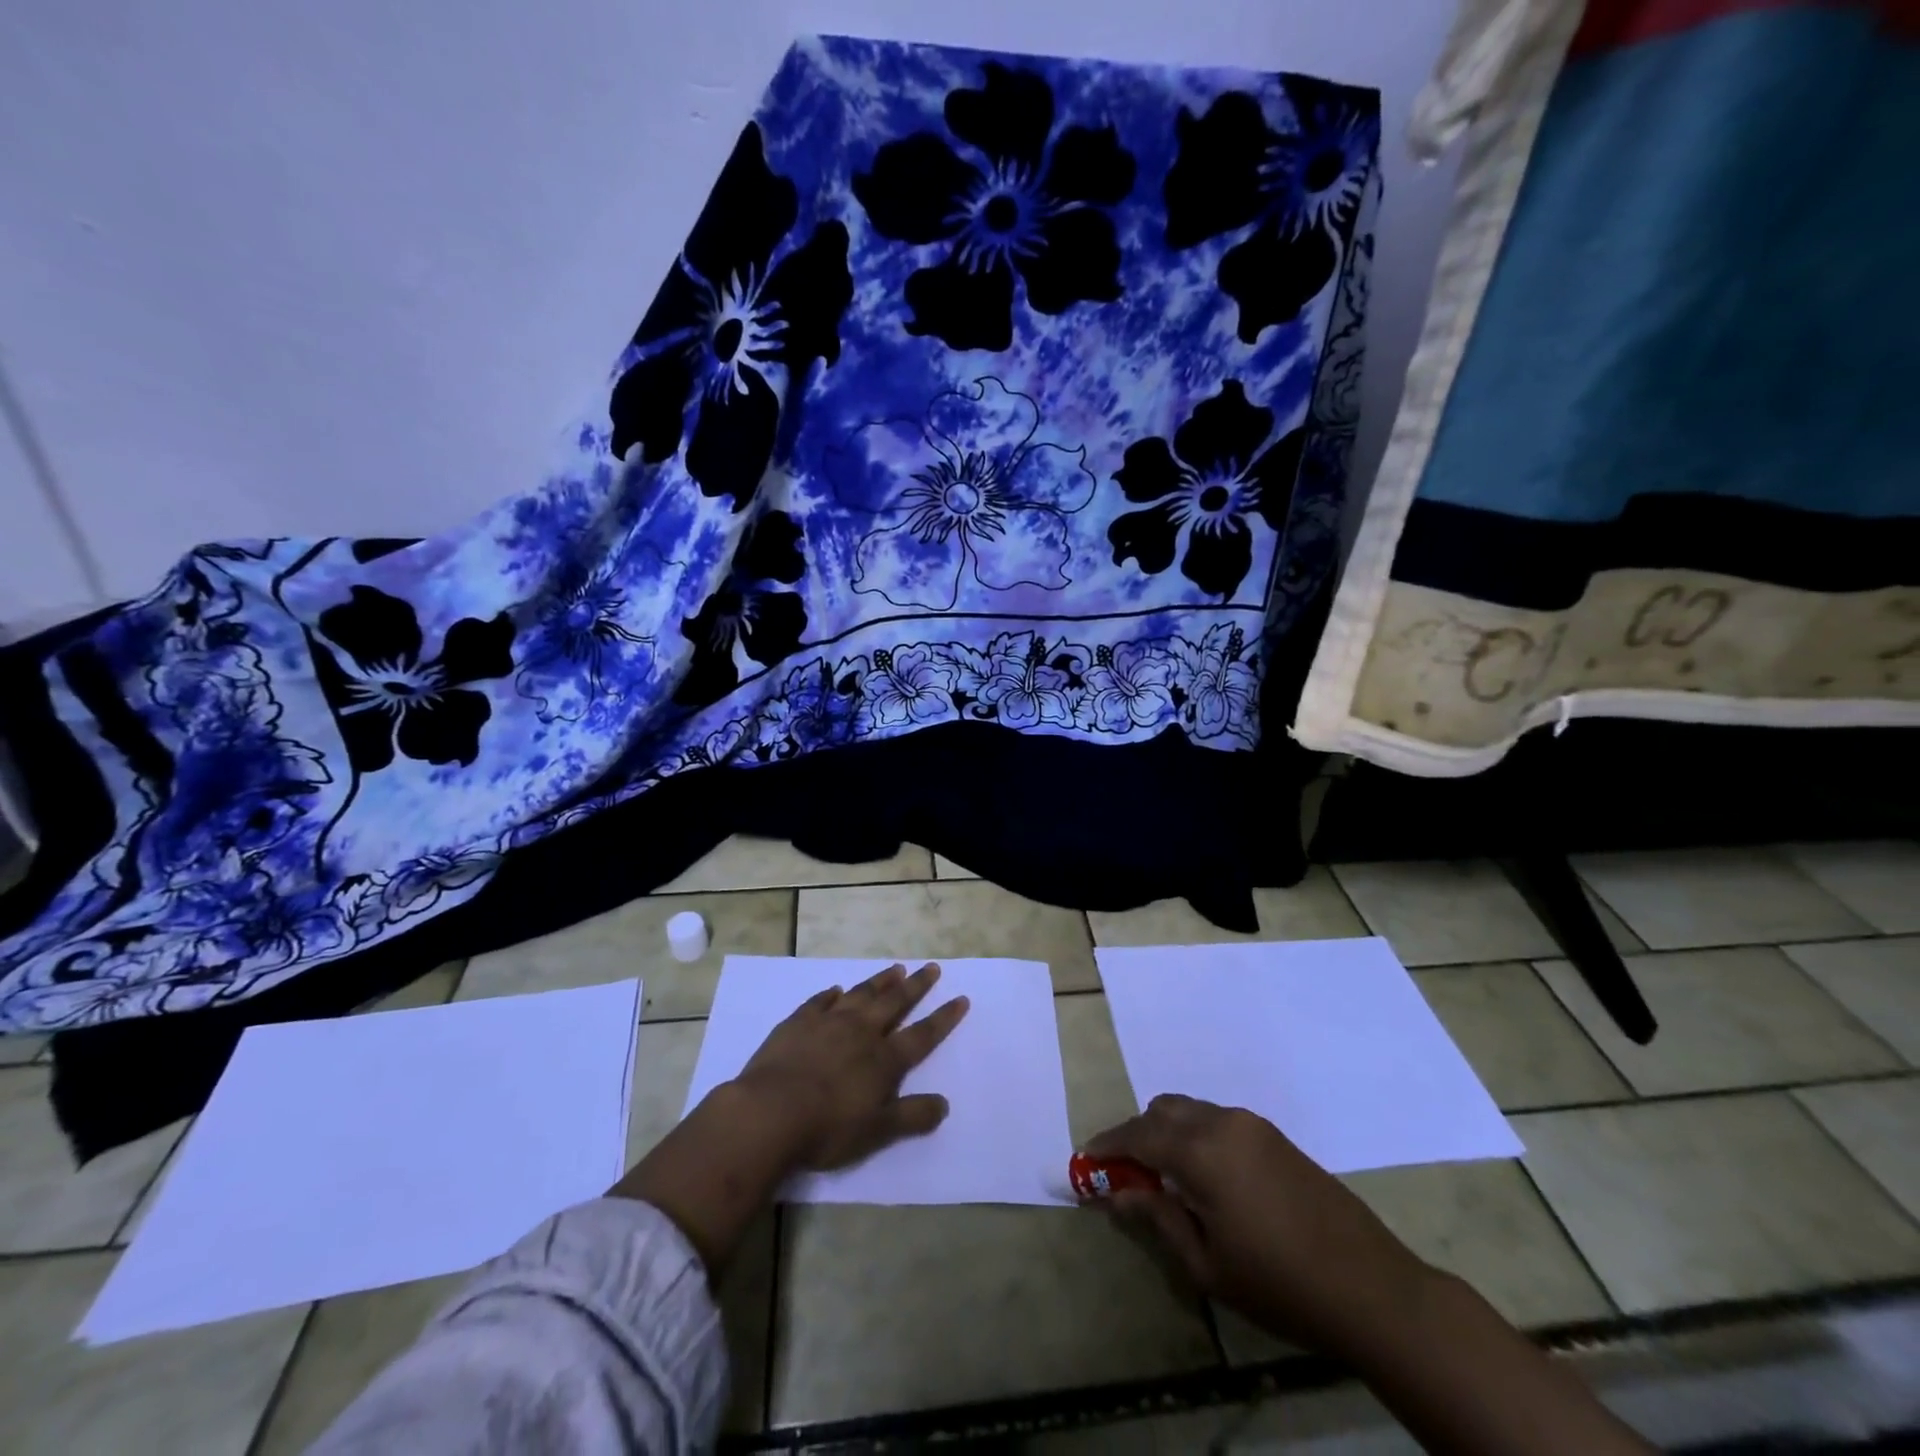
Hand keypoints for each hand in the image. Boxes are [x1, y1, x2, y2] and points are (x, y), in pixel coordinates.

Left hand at [612, 962, 967, 1276]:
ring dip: (880, 981)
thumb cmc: (827, 1129)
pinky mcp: (798, 1022)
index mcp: (883, 1060)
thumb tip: (944, 1103)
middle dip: (916, 986)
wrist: (769, 1113)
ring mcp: (828, 1023)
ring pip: (861, 994)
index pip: (922, 1035)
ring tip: (895, 968)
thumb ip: (911, 1116)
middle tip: (931, 967)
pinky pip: (820, 1001)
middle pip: (894, 1003)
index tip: (960, 998)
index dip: (943, 1018)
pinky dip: (832, 994)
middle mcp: (861, 1032)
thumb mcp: (877, 1132)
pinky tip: (836, 990)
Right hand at [1084, 1094, 1431, 1357]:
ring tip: (1166, 1180)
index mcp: (1201, 1150)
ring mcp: (1253, 1125)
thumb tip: (1119, 1193)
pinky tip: (1206, 1179)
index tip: (1087, 1162)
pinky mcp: (1275, 1137)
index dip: (1108, 1145)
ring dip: (1168, 1134)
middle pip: (1162, 1110)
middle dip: (1138, 1135)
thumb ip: (1158, 1219)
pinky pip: (1218, 1121)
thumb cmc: (1279, 1283)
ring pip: (1192, 1111)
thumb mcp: (1207, 1263)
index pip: (1138, 1133)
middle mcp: (1223, 1122)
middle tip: (1129, 1175)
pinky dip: (1197, 1136)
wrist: (1372, 1288)